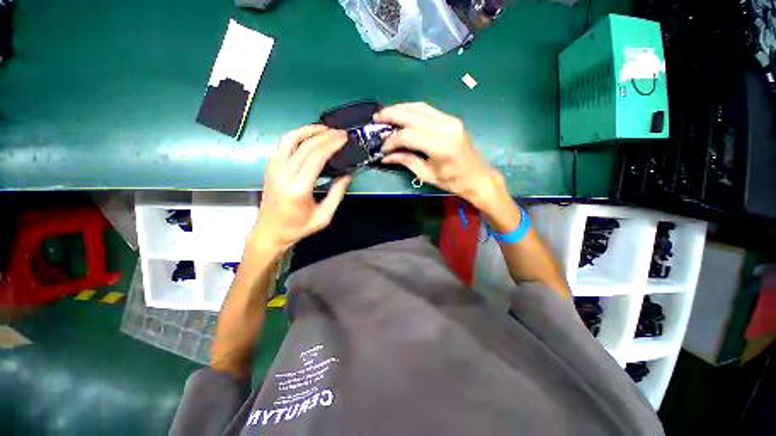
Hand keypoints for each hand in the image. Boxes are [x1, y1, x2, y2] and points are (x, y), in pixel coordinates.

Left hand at [251, 125, 351, 253]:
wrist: (270, 232)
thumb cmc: (298, 227)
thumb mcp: (324, 216)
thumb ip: (337, 193)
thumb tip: (348, 173)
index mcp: (298, 189)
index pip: (315, 157)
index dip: (331, 144)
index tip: (344, 139)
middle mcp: (283, 175)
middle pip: (305, 146)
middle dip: (325, 135)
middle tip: (340, 133)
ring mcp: (273, 169)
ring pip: (289, 139)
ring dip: (308, 130)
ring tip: (325, 129)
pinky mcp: (270, 167)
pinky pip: (282, 145)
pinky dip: (297, 136)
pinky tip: (309, 137)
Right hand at [375, 102, 504, 210]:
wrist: (478, 177)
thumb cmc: (452, 181)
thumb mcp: (426, 174)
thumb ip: (406, 161)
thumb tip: (386, 156)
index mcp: (440, 146)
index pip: (408, 135)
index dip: (392, 140)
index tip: (383, 148)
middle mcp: (445, 127)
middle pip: (412, 115)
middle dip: (391, 115)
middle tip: (376, 118)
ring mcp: (450, 120)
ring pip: (419, 107)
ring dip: (400, 109)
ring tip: (386, 114)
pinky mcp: (451, 119)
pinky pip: (428, 110)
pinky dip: (412, 110)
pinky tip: (403, 114)